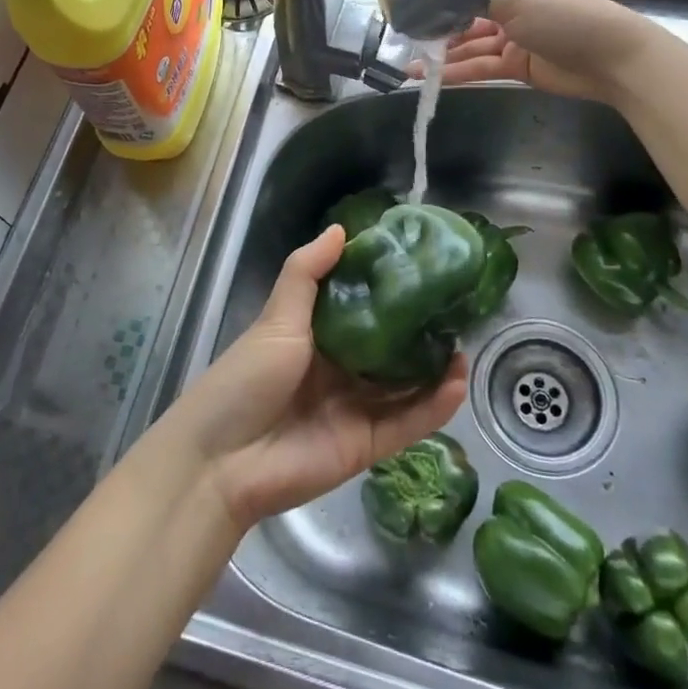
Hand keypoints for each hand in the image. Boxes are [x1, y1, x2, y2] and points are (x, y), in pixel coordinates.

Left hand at [167, 225, 468, 530]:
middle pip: (388, 347)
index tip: (420, 266)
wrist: (223, 460)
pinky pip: (407, 423)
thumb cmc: (247, 377)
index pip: (361, 307)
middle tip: (454, 307)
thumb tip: (341, 228)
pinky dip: (434, 406)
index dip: (388, 289)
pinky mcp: (367, 445)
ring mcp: (355, 408)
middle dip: (419, 331)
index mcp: (316, 336)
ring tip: (464, 343)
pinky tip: (457, 382)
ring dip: (434, 368)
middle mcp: (340, 369)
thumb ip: (307, 274)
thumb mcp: (277, 318)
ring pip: (404, 385)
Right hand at [423, 0, 651, 106]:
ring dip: (442, 55)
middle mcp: (510, 5)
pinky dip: (458, 73)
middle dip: (437, 27)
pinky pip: (481, 67)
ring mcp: (513, 37)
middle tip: (403, 39)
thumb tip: (438, 1)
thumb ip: (475, 0)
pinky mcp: (516, 66)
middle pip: (465, 15)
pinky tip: (431, 79)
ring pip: (470, 45)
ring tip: (408, 66)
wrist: (612, 59)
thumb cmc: (565, 17)